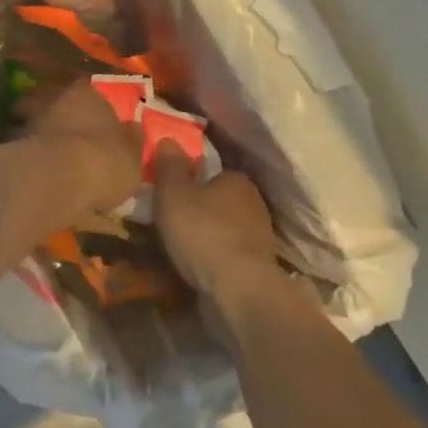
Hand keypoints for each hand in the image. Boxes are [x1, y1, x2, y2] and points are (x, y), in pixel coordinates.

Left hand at [28, 80, 142, 216]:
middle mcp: (54, 99)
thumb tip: (134, 129)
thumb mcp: (132, 157)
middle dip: (56, 115)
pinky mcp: (9, 144)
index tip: (89, 116)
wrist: (58, 179)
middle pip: (52, 102)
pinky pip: (18, 146)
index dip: (88, 104)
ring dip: (35, 133)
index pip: (86, 90)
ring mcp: (28, 120)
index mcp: (87, 94)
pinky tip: (30, 169)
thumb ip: (131, 141)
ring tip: (43, 155)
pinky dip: (23, 153)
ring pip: (30, 121)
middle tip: (62, 134)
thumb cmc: (105, 162)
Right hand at [152, 143, 280, 300]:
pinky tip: (196, 264)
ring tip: (178, 245)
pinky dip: (213, 254)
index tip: (169, 192)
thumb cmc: (202, 232)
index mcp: (237, 179)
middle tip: (169, 218)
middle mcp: (254, 202)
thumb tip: (168, 138)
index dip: (189, 179)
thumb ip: (169, 166)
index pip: (211, 171)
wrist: (238, 289)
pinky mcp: (257, 264)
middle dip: (197, 207)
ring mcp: (260, 236)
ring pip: (224, 226)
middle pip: (218, 199)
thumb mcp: (173, 193)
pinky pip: (227, 251)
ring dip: (205, 233)